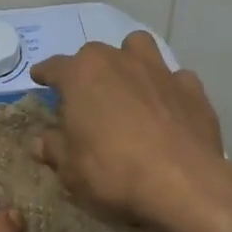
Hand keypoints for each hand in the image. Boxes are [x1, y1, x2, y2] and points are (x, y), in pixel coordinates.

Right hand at [28, 31, 231, 231]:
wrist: (183, 183)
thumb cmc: (114, 172)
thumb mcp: (71, 170)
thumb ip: (54, 149)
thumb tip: (41, 141)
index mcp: (82, 75)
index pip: (54, 67)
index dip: (45, 74)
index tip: (40, 78)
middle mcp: (119, 61)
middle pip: (95, 54)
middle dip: (87, 70)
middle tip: (86, 97)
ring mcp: (159, 71)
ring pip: (139, 48)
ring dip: (130, 61)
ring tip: (129, 85)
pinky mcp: (192, 89)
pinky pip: (175, 79)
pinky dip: (168, 89)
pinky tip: (168, 108)